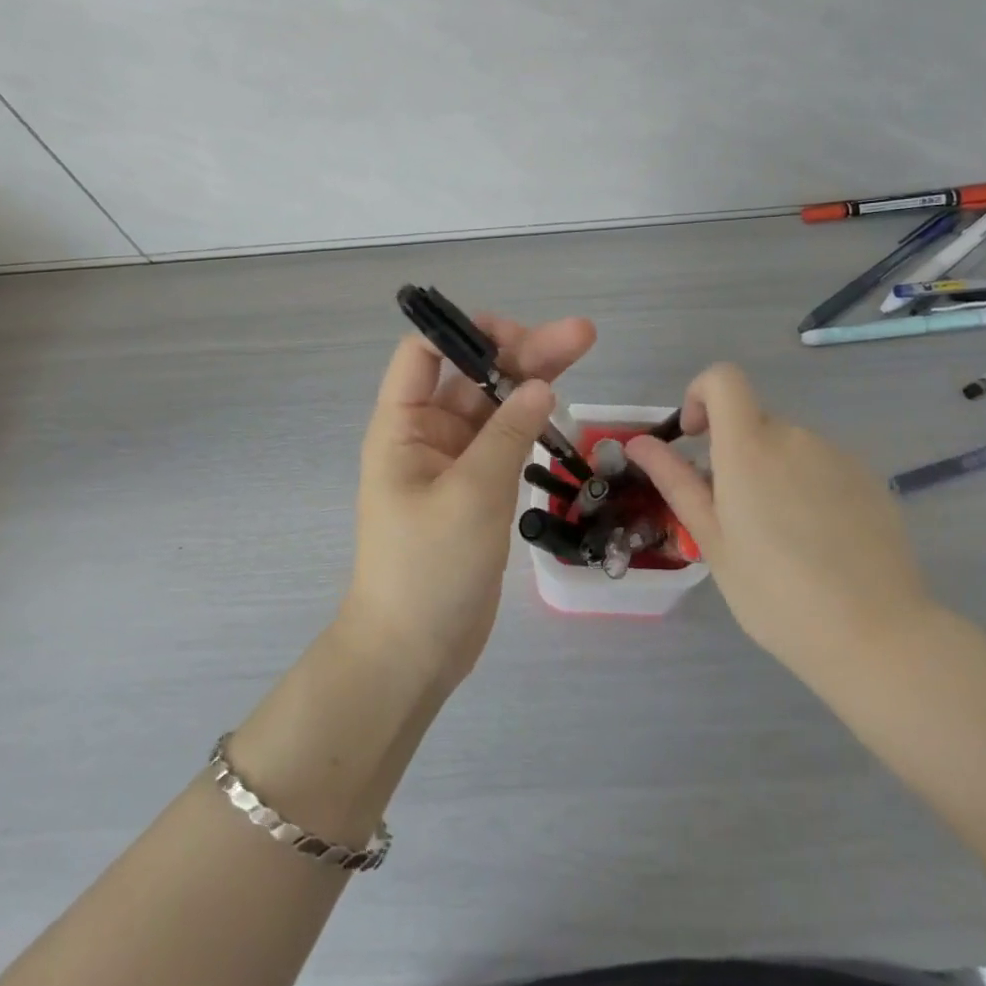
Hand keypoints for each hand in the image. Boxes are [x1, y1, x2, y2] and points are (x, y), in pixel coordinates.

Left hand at [343, 313, 596, 690]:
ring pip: (495, 404)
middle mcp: (427, 433)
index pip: (423, 353)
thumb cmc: (428, 568)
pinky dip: (531, 421)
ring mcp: (456, 461)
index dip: (464, 333)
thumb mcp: (470, 494)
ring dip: (533, 379)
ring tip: (582, 349)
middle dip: (521, 351)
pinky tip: (560, 406)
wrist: (414, 652)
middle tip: (580, 336)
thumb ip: (508, 434)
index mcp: (403, 425)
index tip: (516, 337)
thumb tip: (541, 385)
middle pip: (473, 374)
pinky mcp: (479, 486)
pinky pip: (505, 439)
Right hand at [626, 363, 937, 698]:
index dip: (702, 394)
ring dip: (774, 474)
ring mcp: (838, 456)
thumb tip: (638, 442)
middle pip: (754, 422)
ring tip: (784, 541)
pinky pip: (823, 468)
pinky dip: (809, 489)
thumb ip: (676, 481)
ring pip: (789, 448)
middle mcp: (795, 437)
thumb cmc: (775, 593)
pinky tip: (822, 545)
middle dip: (736, 454)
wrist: (877, 636)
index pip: (723, 379)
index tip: (696, 438)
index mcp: (749, 446)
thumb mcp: (713, 540)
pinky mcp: (869, 480)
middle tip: (737, 518)